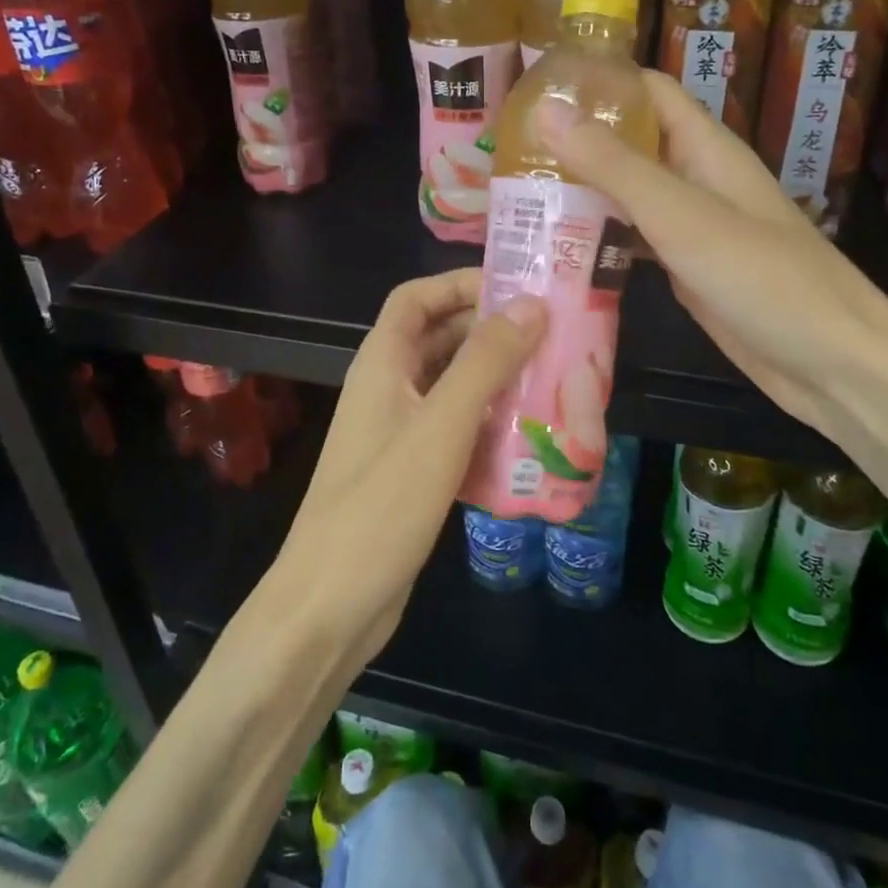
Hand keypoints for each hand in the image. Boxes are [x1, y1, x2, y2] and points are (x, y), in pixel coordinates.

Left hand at [270, 269, 544, 672]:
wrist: (332, 605)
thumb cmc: (382, 505)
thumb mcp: (440, 425)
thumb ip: (484, 362)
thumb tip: (530, 304)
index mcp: (382, 363)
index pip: (416, 297)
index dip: (460, 283)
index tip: (517, 287)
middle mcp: (389, 388)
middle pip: (441, 338)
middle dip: (492, 330)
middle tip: (553, 334)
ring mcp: (400, 432)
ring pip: (453, 386)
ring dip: (497, 379)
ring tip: (555, 379)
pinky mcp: (414, 471)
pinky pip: (457, 429)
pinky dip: (490, 424)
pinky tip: (531, 436)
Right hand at [538, 69, 887, 439]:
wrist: (833, 365)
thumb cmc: (764, 278)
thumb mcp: (682, 215)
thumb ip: (615, 166)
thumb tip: (547, 111)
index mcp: (705, 149)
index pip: (648, 91)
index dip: (598, 81)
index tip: (535, 87)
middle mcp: (696, 180)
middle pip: (631, 143)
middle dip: (575, 140)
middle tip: (507, 150)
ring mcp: (691, 228)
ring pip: (626, 195)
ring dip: (580, 191)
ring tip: (516, 193)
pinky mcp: (684, 271)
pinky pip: (632, 242)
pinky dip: (597, 239)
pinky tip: (554, 248)